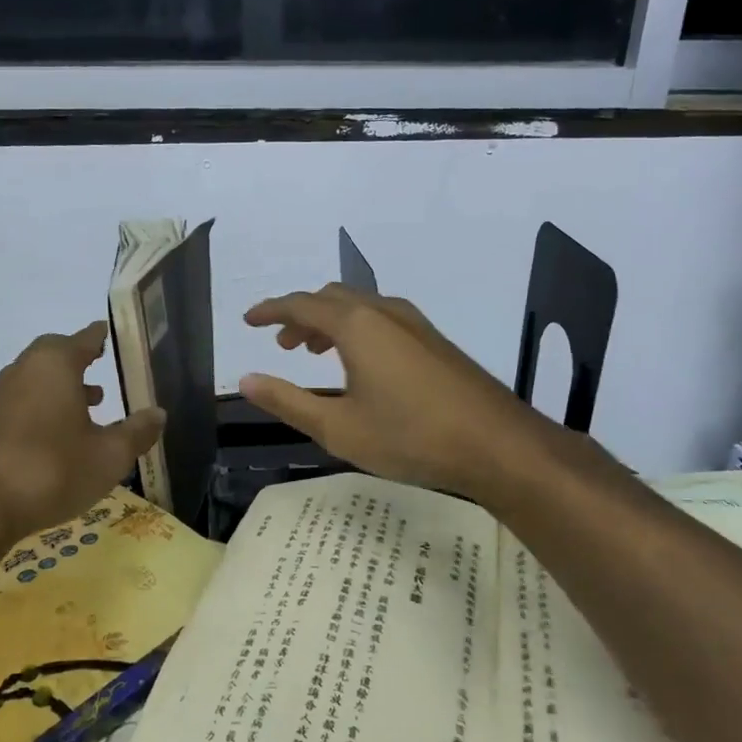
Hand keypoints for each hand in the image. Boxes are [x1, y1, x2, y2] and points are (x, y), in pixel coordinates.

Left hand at [0, 323, 165, 544]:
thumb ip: (137, 432)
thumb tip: (158, 414)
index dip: (103, 336)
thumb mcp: (109, 455)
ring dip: (63, 384)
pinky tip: (61, 436)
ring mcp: (0, 396)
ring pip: (38, 377)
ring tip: (92, 405)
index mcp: (56, 364)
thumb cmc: (52, 470)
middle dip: (81, 358)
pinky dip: (45, 405)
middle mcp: (24, 370)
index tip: (115, 334)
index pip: (85, 338)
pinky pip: (24, 400)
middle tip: (104, 367)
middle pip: (56, 352)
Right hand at [240, 285, 561, 503]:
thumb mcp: (337, 427)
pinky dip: (357, 329)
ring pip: (359, 306)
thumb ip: (287, 401)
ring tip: (314, 352)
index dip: (270, 310)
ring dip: (329, 322)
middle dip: (300, 316)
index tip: (248, 320)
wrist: (496, 444)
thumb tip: (246, 380)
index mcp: (356, 324)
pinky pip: (382, 318)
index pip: (300, 304)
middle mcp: (384, 311)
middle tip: (282, 345)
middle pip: (331, 298)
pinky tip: (360, 363)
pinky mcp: (434, 339)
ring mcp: (414, 323)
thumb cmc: (409, 436)